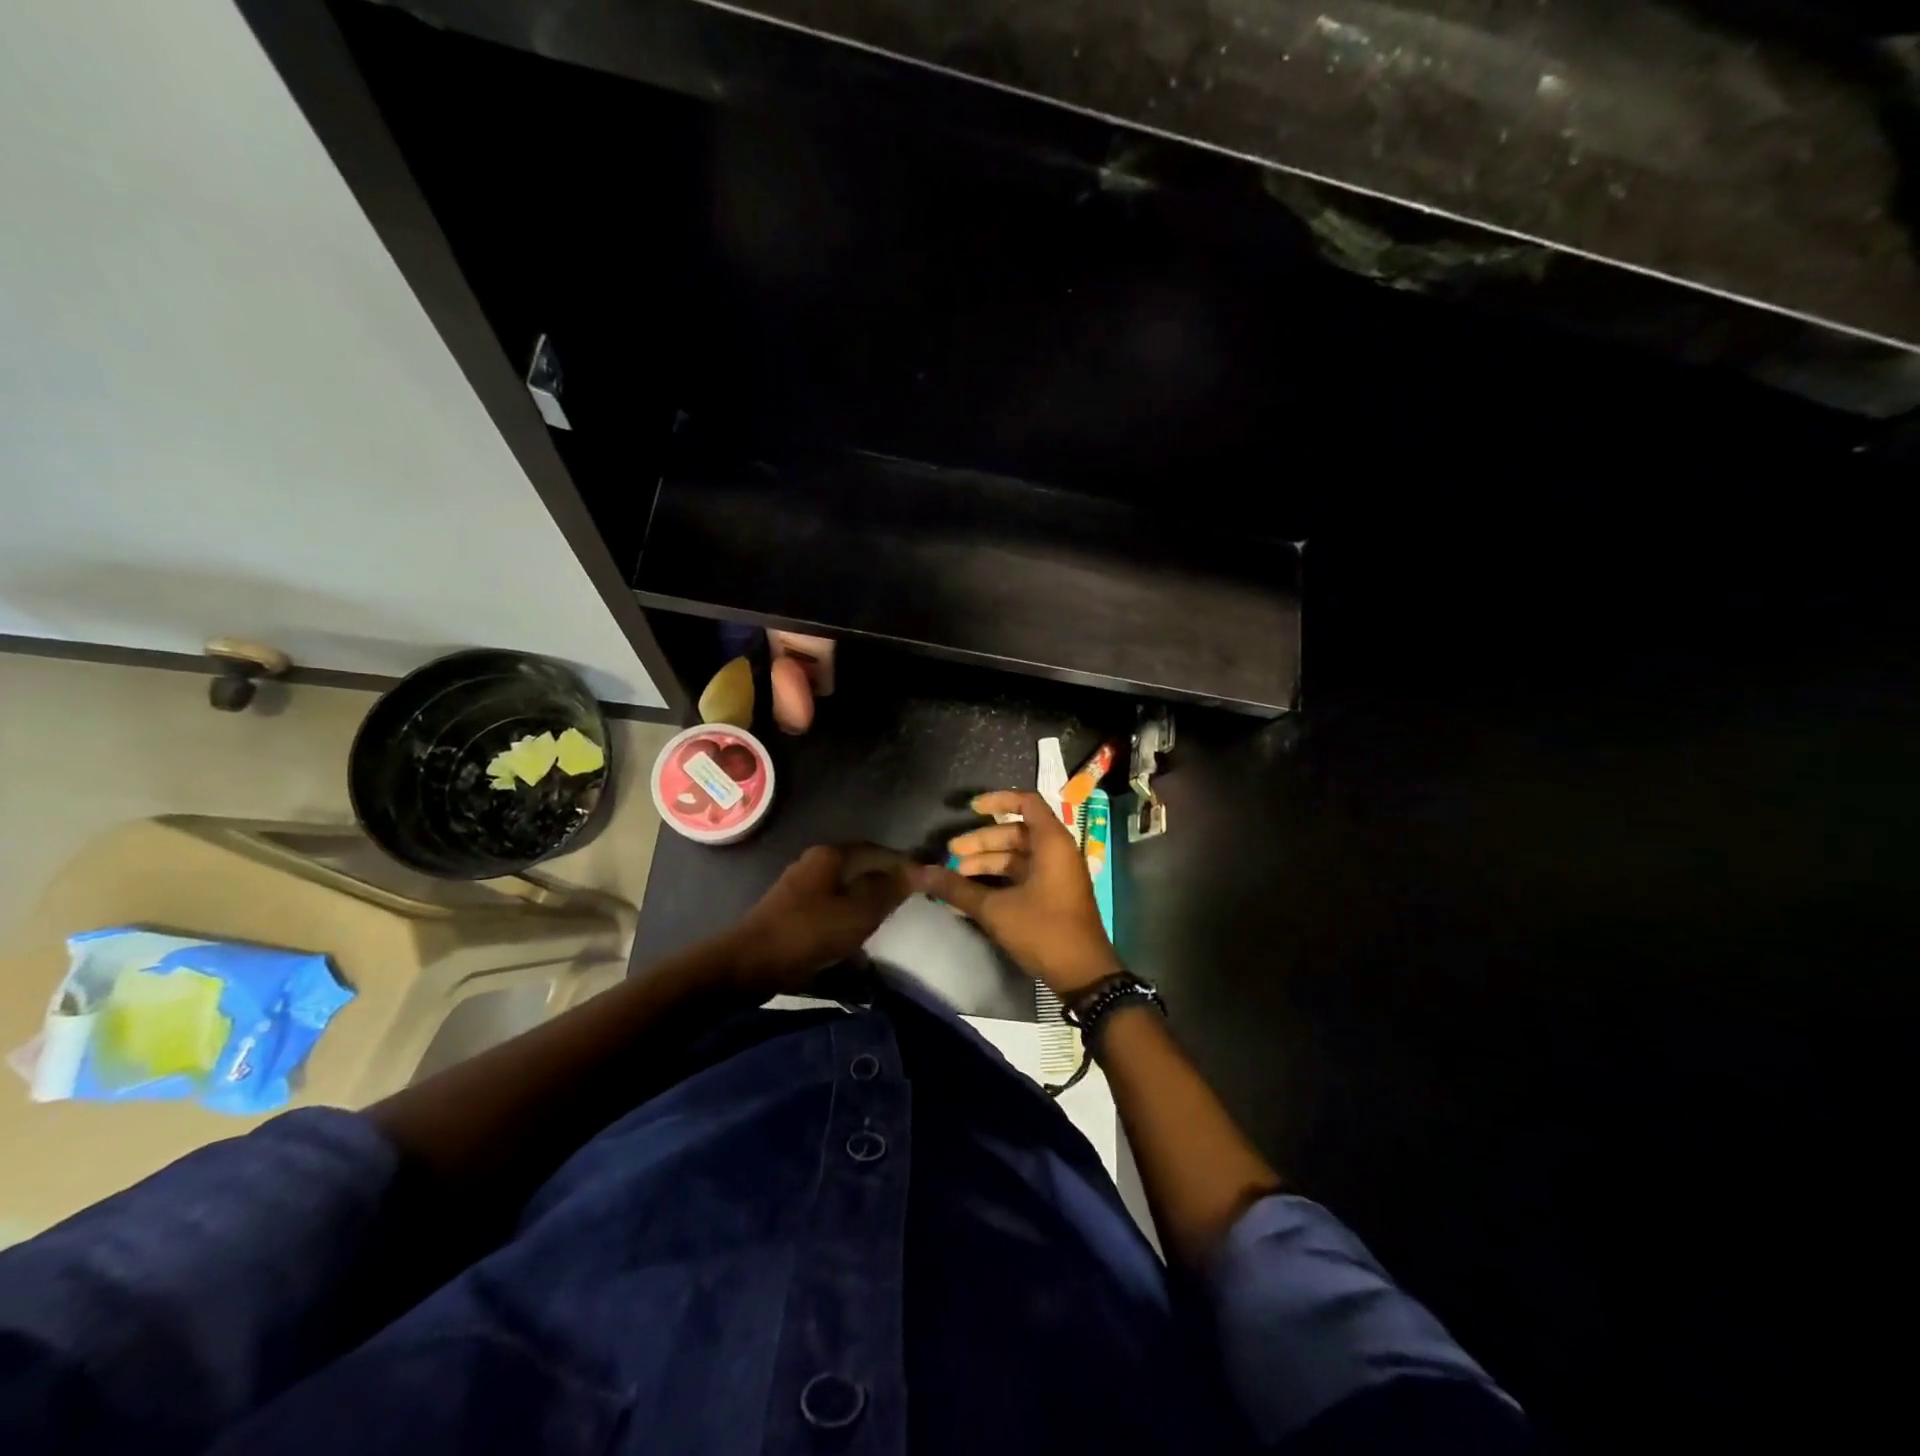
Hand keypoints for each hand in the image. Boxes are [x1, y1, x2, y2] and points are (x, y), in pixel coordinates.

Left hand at [724, 844, 908, 994]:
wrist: (748, 964)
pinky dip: (847, 917)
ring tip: (886, 921)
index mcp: (831, 856)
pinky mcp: (791, 912)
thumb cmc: (808, 932)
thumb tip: (920, 870)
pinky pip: (829, 907)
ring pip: (844, 889)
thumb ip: (889, 890)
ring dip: (865, 902)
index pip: (878, 851)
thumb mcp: (858, 913)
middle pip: (860, 868)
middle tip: (909, 903)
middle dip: (885, 883)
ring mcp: (800, 887)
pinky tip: (855, 936)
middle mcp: (814, 863)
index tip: (926, 882)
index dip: (903, 865)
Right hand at [909, 790, 1121, 996]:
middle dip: (982, 841)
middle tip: (951, 853)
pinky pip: (1024, 875)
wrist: (1083, 974)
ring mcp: (1057, 874)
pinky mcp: (1054, 894)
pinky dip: (999, 879)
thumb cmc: (1043, 930)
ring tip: (956, 876)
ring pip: (1018, 856)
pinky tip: (972, 895)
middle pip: (1016, 832)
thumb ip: (957, 889)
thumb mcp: (995, 910)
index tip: (970, 810)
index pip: (1027, 802)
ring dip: (988, 862)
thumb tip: (920, 873)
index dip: (998, 800)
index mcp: (1052, 843)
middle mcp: (1058, 852)